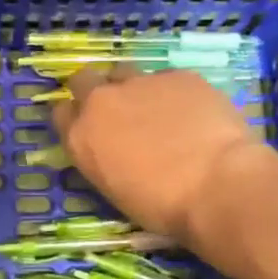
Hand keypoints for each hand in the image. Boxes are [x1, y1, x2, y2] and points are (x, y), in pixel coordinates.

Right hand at [52, 65, 267, 244]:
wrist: (217, 184)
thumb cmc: (162, 206)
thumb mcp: (115, 190)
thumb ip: (103, 159)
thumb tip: (112, 150)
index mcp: (80, 137)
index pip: (60, 113)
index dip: (75, 118)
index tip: (89, 128)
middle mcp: (101, 102)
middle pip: (83, 80)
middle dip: (94, 90)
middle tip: (116, 111)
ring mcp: (140, 83)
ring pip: (124, 72)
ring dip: (132, 87)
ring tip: (156, 109)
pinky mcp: (178, 75)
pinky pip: (168, 79)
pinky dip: (174, 93)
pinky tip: (193, 113)